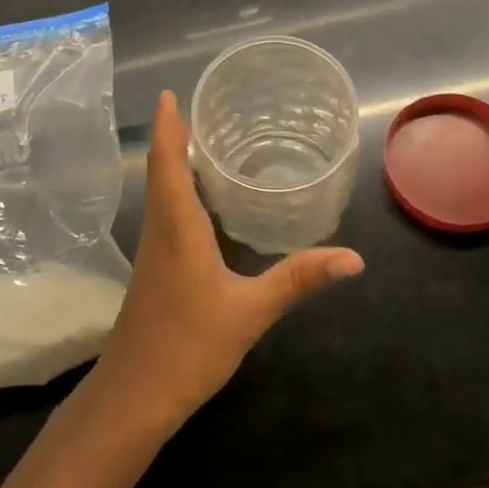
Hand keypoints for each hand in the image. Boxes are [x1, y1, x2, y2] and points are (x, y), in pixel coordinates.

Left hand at [94, 90, 364, 427]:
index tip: (169, 94)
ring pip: (159, 192)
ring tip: (198, 141)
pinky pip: (163, 214)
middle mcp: (159, 230)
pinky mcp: (153, 270)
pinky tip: (197, 201)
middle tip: (195, 109)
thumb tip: (353, 257)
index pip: (169, 163)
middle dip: (173, 137)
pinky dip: (175, 191)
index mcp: (177, 227)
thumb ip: (298, 280)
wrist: (135, 393)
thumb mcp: (250, 311)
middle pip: (161, 171)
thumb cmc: (189, 346)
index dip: (169, 128)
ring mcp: (152, 251)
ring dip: (172, 163)